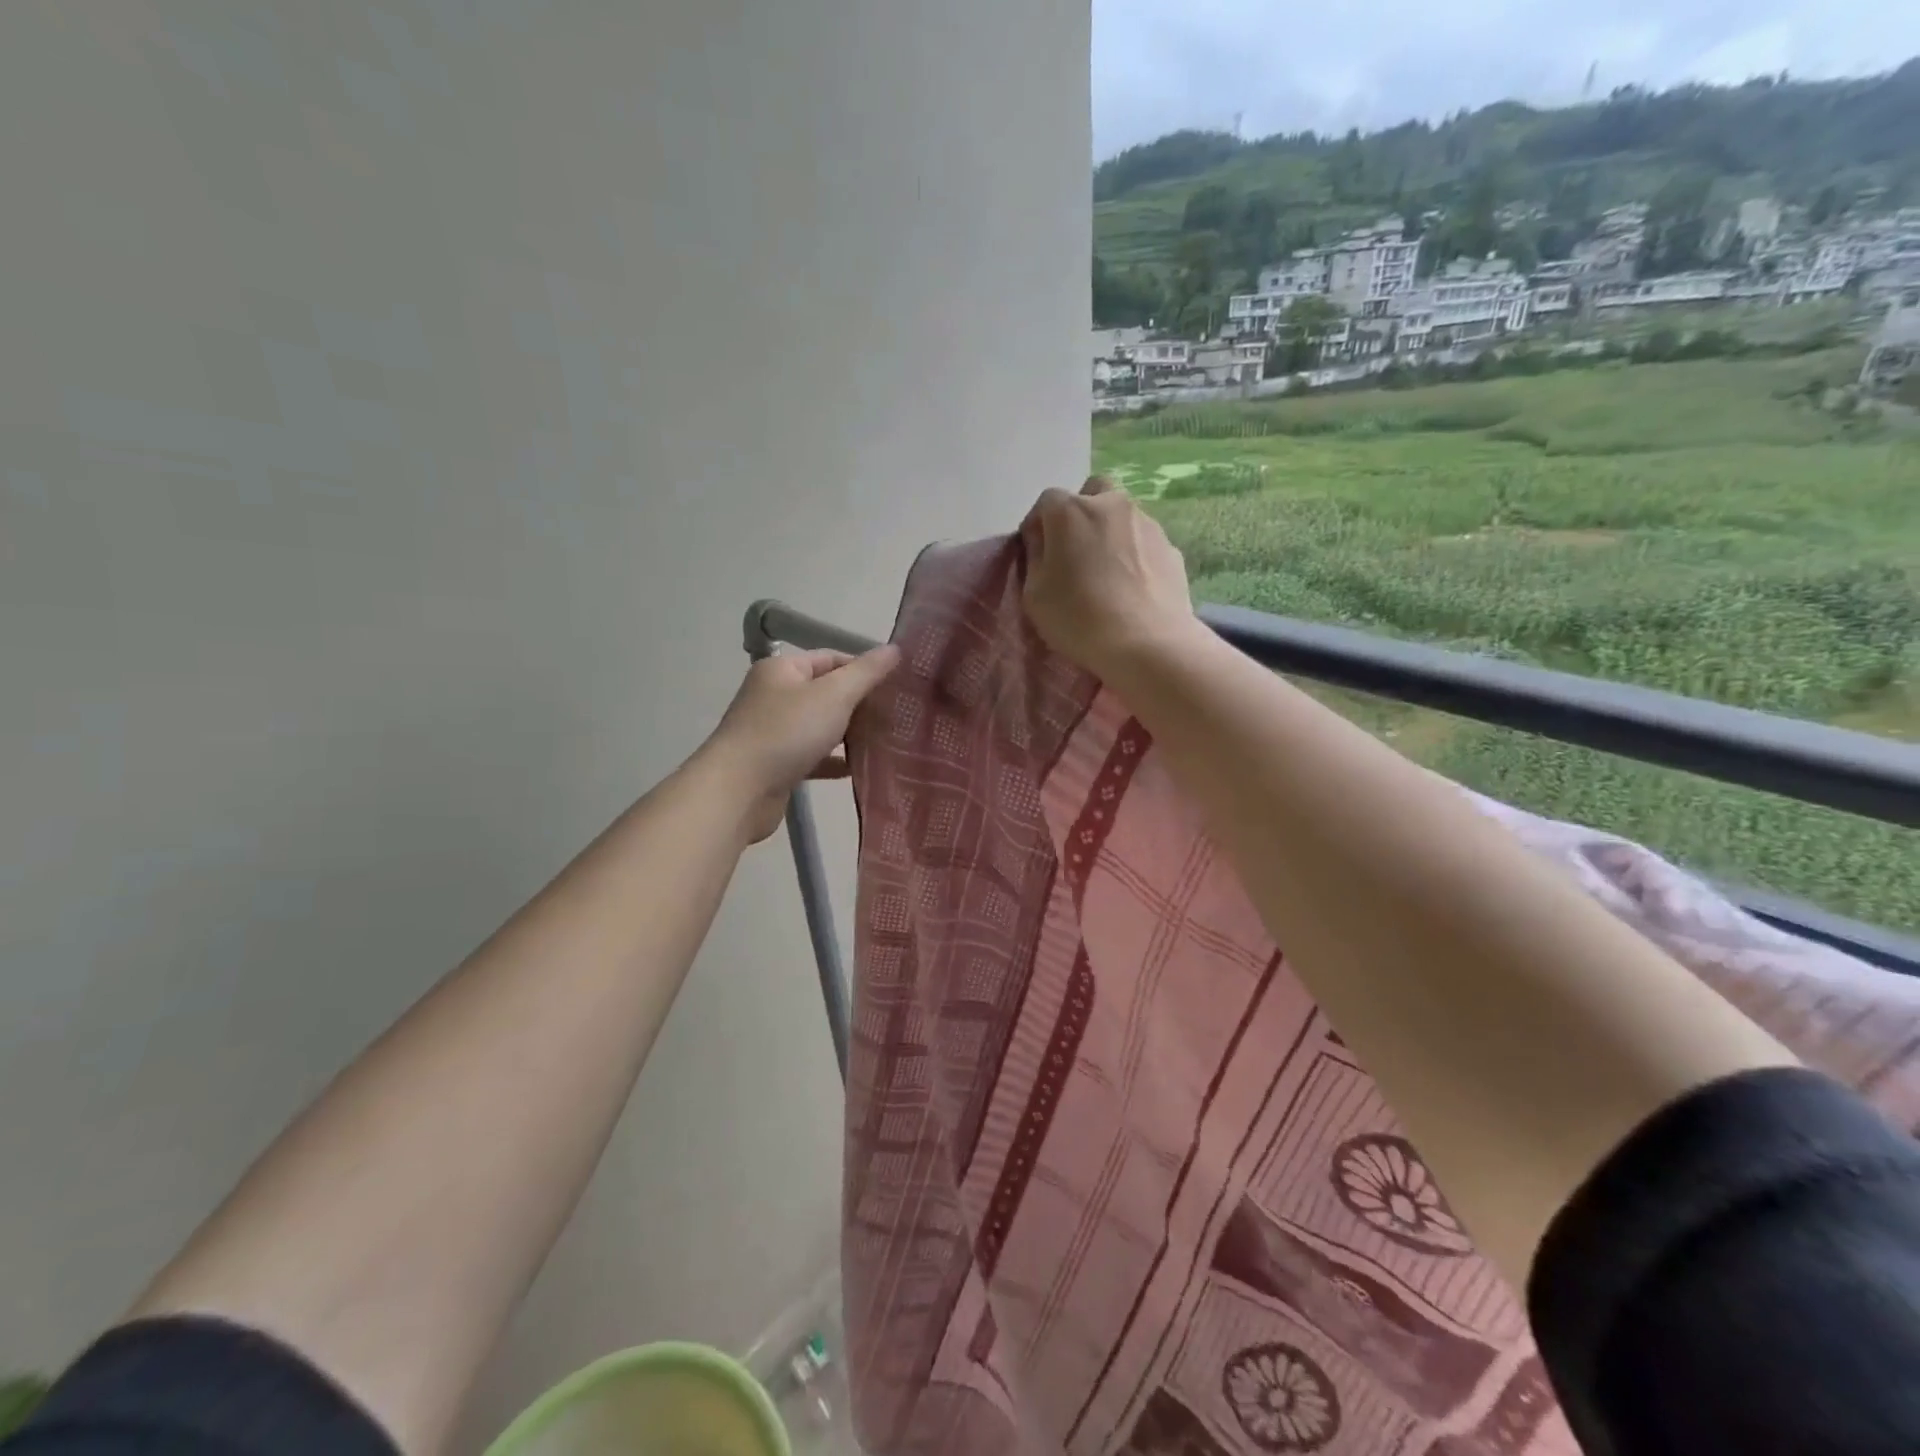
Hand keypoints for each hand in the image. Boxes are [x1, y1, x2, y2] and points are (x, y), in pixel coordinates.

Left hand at [701, 646, 901, 842]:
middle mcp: (775, 696)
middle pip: (827, 692)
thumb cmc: (786, 733)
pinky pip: (814, 756)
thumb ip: (866, 673)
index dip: (864, 668)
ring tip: (887, 740)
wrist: (738, 792)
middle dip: (861, 703)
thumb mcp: (834, 695)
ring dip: (850, 733)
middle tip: (898, 714)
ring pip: (821, 726)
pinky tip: (861, 768)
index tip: (897, 685)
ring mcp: (774, 732)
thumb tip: (895, 648)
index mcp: (783, 670)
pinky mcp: (777, 765)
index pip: (831, 658)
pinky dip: (836, 760)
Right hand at [1020, 478, 1199, 677]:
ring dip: (1109, 533)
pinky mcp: (1171, 548)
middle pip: (1092, 493)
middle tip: (1075, 551)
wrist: (1147, 643)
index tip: (1036, 554)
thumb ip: (1035, 558)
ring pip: (1122, 516)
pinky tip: (1131, 587)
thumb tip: (1044, 543)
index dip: (1038, 527)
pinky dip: (1134, 555)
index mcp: (1071, 511)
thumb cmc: (1079, 618)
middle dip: (1080, 514)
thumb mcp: (1034, 594)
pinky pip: (1144, 543)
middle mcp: (1112, 505)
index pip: (1046, 502)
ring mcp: (1147, 524)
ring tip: (1106, 574)